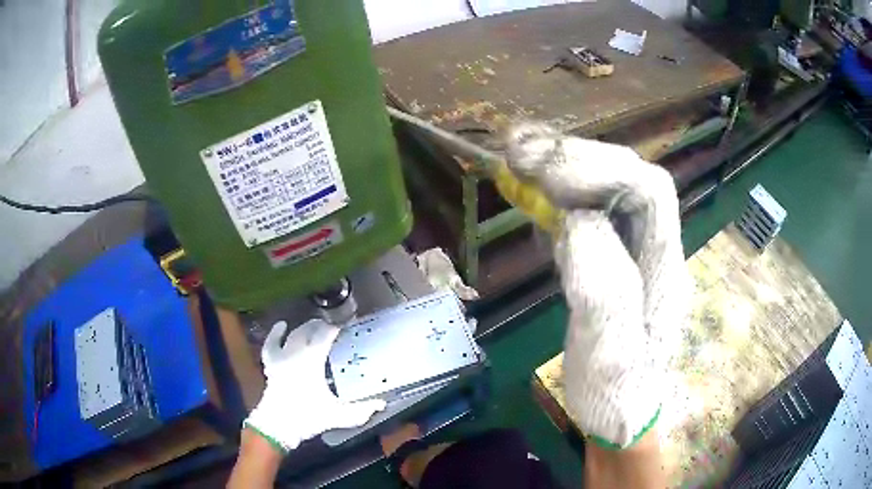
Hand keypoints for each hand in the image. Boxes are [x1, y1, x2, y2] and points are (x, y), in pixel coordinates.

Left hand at [244, 319, 385, 452]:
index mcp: (311, 361)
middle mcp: (295, 354)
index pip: (324, 336)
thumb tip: (381, 404)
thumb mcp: (338, 415)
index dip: (335, 329)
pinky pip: (271, 344)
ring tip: (313, 326)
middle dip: (321, 326)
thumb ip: (360, 410)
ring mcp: (280, 358)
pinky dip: (275, 333)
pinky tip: (282, 326)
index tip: (345, 327)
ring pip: (292, 335)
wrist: (278, 426)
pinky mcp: (270, 365)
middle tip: (333, 327)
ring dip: (304, 328)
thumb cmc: (307, 417)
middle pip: (308, 331)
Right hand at [506, 124, 689, 448]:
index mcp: (664, 268)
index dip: (601, 168)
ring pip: (605, 193)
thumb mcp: (613, 358)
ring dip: (563, 169)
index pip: (649, 191)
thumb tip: (578, 222)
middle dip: (576, 157)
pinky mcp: (608, 263)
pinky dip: (556, 198)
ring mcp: (631, 254)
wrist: (622, 418)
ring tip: (517, 157)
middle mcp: (653, 250)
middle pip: (627, 179)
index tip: (544, 169)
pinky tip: (531, 199)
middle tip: (518, 149)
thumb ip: (604, 292)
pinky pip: (586, 216)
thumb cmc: (619, 397)